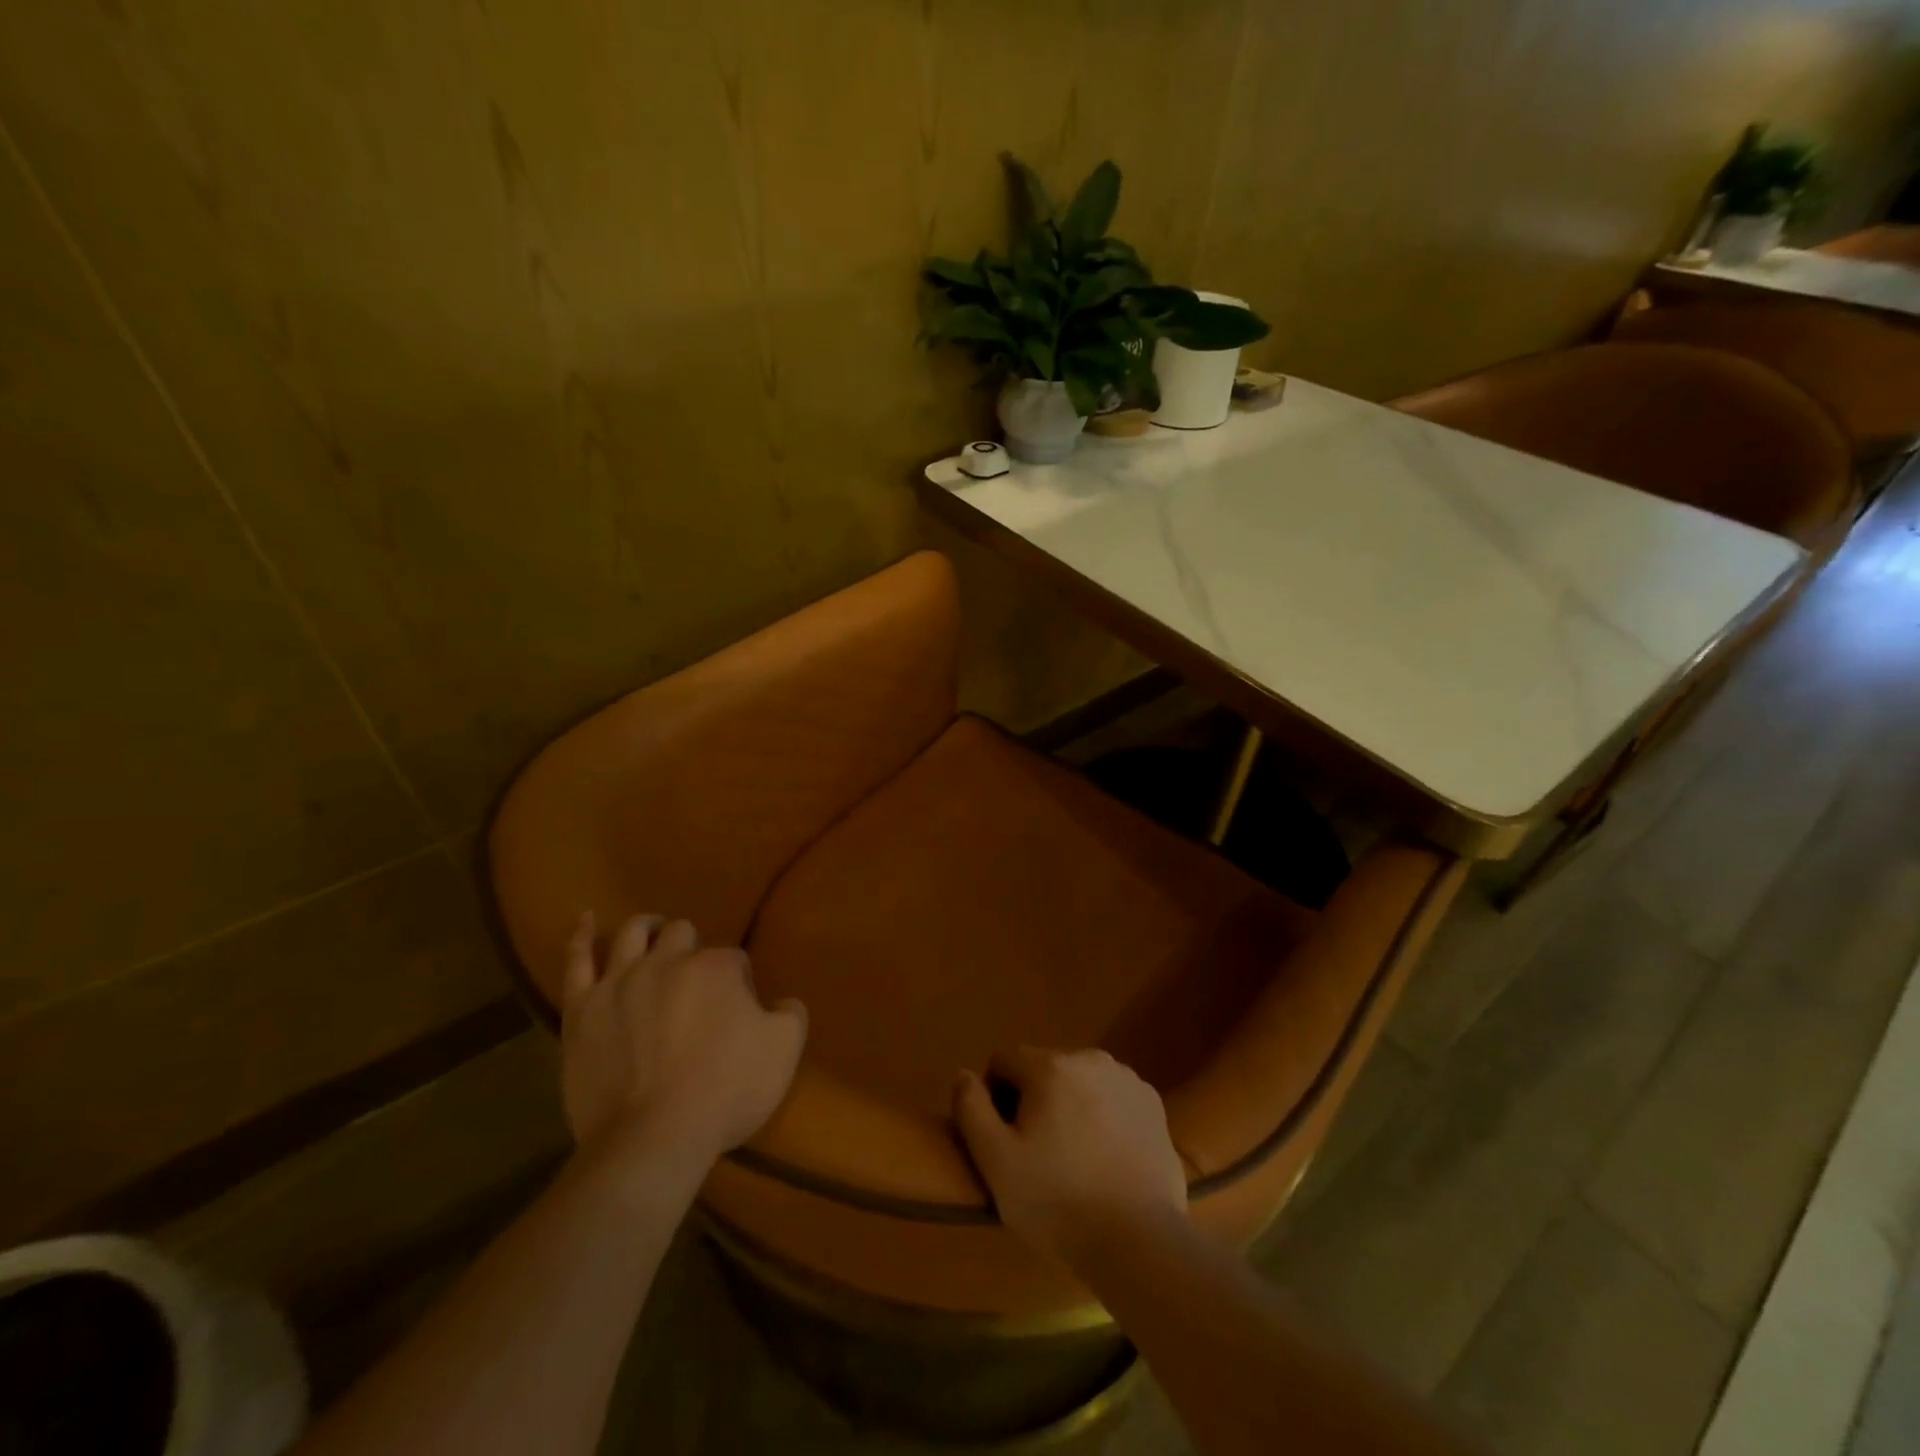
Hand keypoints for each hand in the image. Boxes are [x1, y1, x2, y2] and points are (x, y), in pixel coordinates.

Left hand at [560, 912, 806, 1174]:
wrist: (652, 1140)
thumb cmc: (724, 1093)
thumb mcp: (784, 1052)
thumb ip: (790, 1015)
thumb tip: (781, 1002)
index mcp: (718, 969)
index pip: (733, 959)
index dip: (737, 981)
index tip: (737, 1010)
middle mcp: (669, 962)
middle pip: (682, 935)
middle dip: (692, 948)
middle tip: (696, 979)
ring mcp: (621, 981)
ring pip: (634, 934)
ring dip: (648, 928)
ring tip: (654, 932)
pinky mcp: (582, 1008)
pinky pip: (577, 961)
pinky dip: (582, 936)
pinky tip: (587, 919)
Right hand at [953, 1047, 1186, 1262]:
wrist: (1139, 1239)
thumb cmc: (1058, 1200)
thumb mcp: (995, 1161)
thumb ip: (971, 1109)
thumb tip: (964, 1074)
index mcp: (1049, 1066)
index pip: (1004, 1060)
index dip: (995, 1095)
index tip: (1005, 1138)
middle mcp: (1089, 1058)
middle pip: (1043, 1067)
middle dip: (1034, 1098)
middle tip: (1039, 1151)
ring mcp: (1126, 1078)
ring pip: (1079, 1079)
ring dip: (1069, 1103)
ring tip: (1075, 1156)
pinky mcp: (1152, 1102)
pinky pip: (1111, 1095)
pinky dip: (1103, 1113)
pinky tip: (1106, 1155)